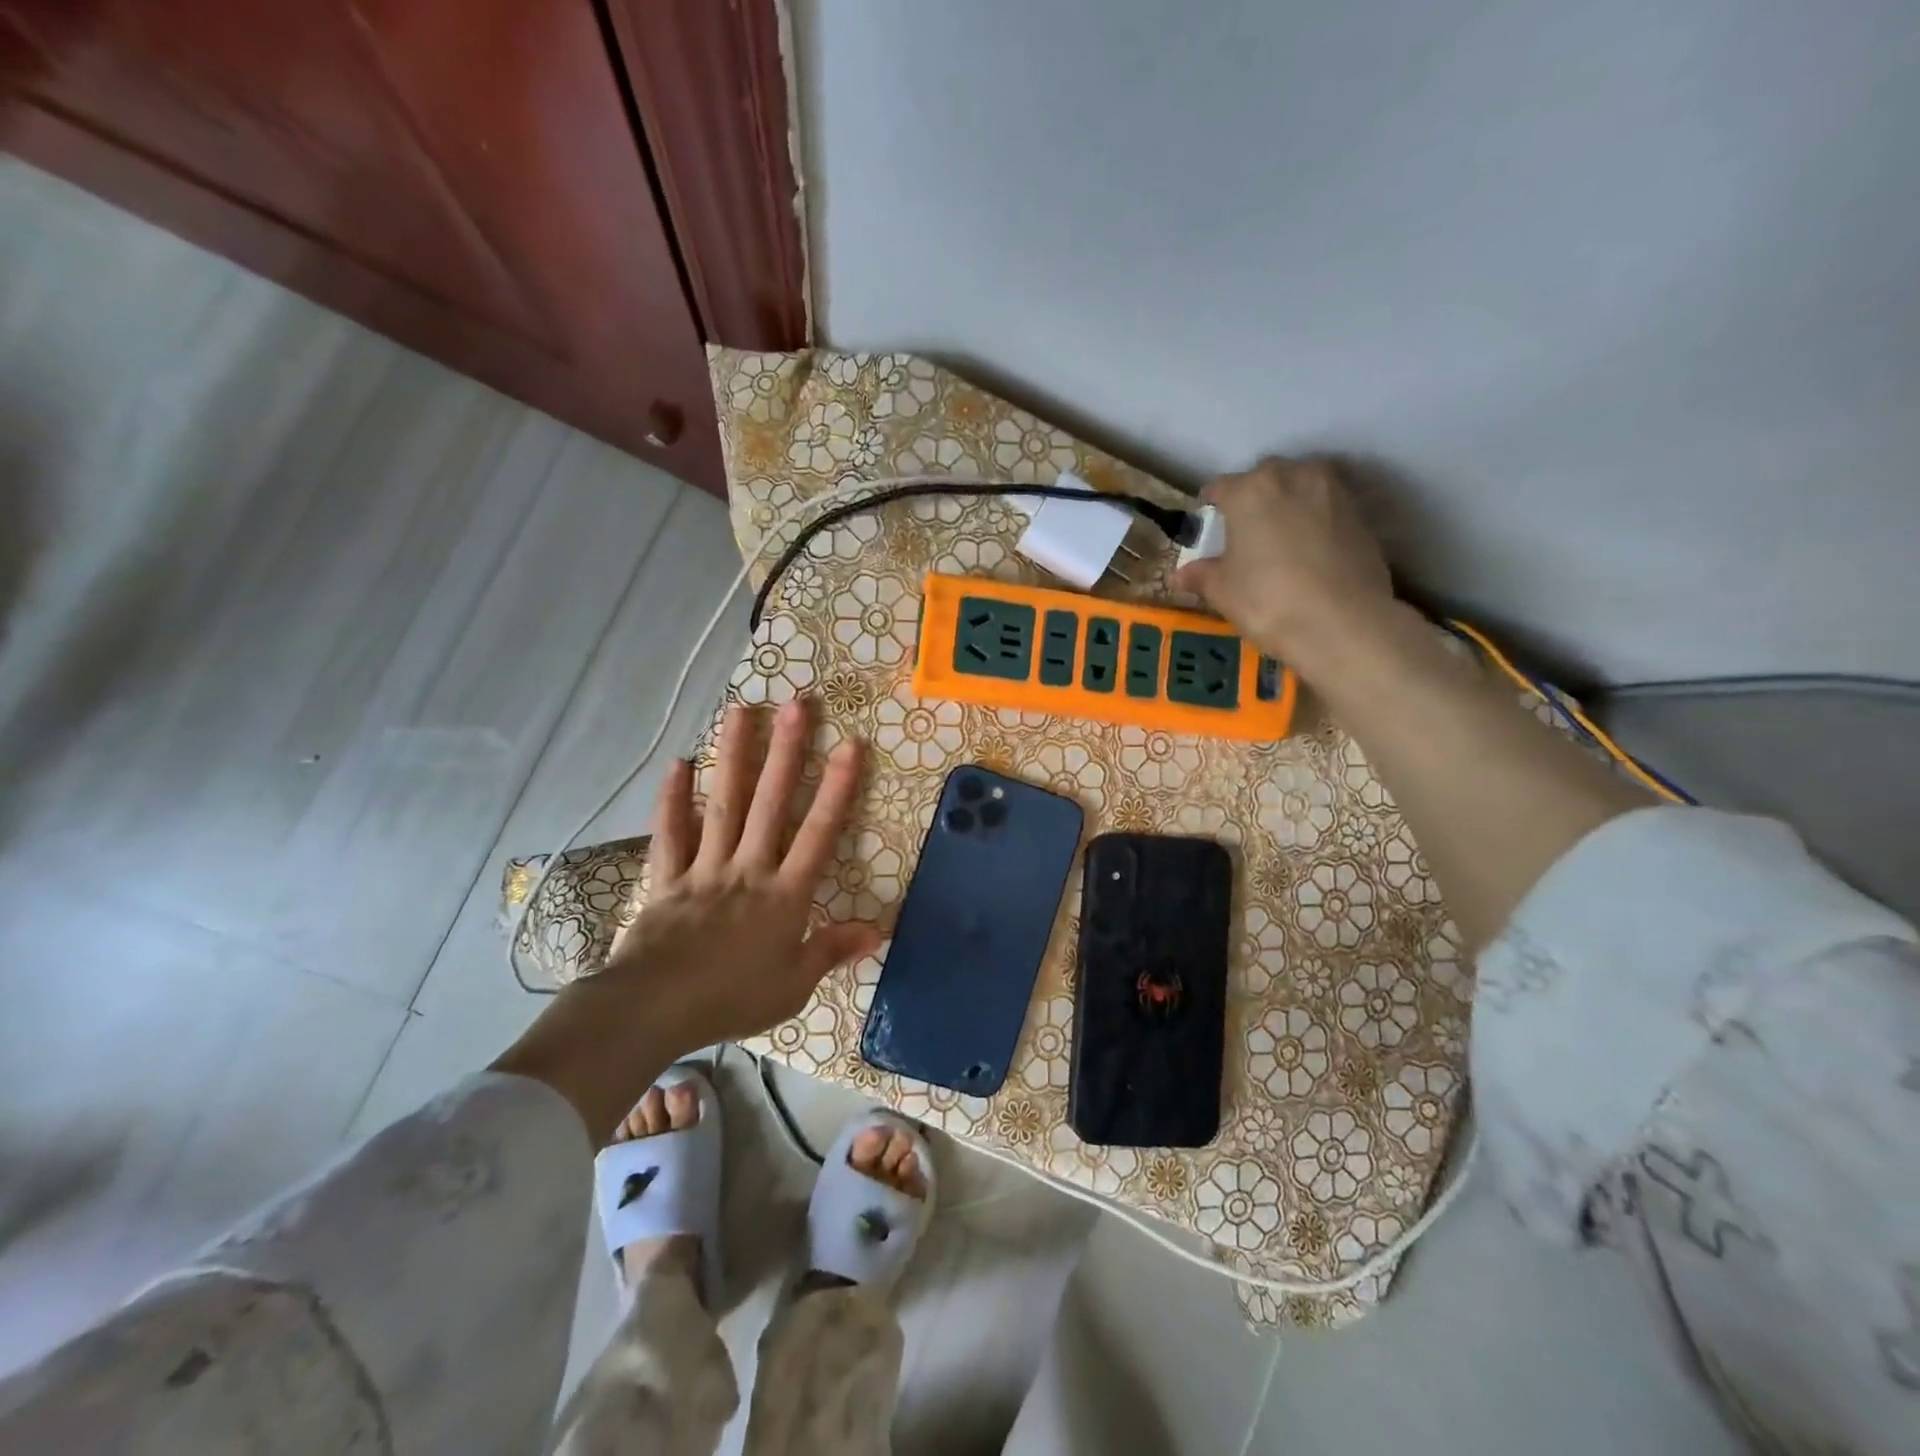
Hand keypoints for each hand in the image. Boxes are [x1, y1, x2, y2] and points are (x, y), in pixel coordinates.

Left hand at [493, 698, 879, 1139]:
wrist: (654, 1011)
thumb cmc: (732, 999)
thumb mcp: (793, 985)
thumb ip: (832, 950)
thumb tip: (879, 930)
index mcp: (784, 895)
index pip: (819, 834)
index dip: (837, 789)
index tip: (850, 746)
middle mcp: (748, 869)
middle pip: (771, 804)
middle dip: (787, 753)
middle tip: (797, 705)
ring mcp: (705, 868)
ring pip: (724, 805)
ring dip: (734, 757)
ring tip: (741, 711)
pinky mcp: (668, 878)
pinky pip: (671, 834)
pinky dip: (673, 800)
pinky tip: (679, 764)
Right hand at [1173, 457, 1397, 673]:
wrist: (1343, 623)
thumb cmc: (1267, 600)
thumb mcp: (1222, 591)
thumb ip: (1201, 575)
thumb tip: (1180, 575)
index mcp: (1249, 489)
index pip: (1219, 488)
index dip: (1211, 511)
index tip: (1210, 534)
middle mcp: (1293, 476)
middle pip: (1264, 480)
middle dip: (1253, 502)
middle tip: (1246, 538)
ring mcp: (1333, 491)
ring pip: (1300, 489)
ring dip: (1287, 507)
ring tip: (1281, 544)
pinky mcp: (1362, 514)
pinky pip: (1326, 510)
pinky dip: (1316, 524)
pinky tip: (1310, 556)